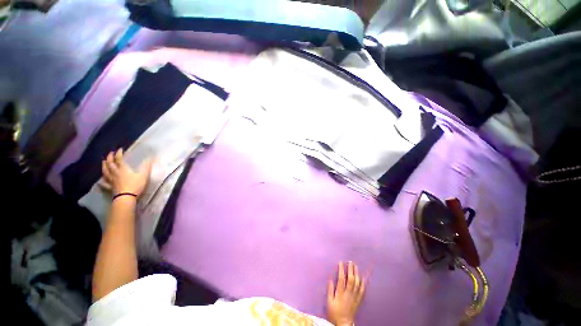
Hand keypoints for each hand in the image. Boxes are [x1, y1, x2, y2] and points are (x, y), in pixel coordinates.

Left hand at [101, 148, 152, 196]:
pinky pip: (104, 184)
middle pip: (110, 164)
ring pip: (105, 172)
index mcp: (123, 169)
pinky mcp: (110, 187)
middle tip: (110, 153)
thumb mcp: (143, 175)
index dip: (119, 153)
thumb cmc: (135, 185)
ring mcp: (111, 180)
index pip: (119, 159)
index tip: (120, 149)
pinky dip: (102, 182)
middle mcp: (115, 173)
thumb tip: (151, 158)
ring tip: (103, 162)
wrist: (126, 197)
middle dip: (110, 158)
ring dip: (104, 166)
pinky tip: (100, 182)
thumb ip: (146, 166)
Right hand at [327, 262, 365, 325]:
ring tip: (355, 266)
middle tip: (350, 261)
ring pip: (357, 283)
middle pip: (351, 279)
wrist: (344, 323)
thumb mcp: (329, 301)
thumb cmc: (335, 311)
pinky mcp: (359, 299)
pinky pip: (362, 290)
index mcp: (340, 293)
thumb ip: (330, 290)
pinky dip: (362, 283)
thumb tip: (331, 279)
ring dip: (356, 273)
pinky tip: (362, 277)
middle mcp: (349, 293)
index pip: (341, 278)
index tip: (341, 262)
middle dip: (350, 269)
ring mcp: (355, 296)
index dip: (341, 269)